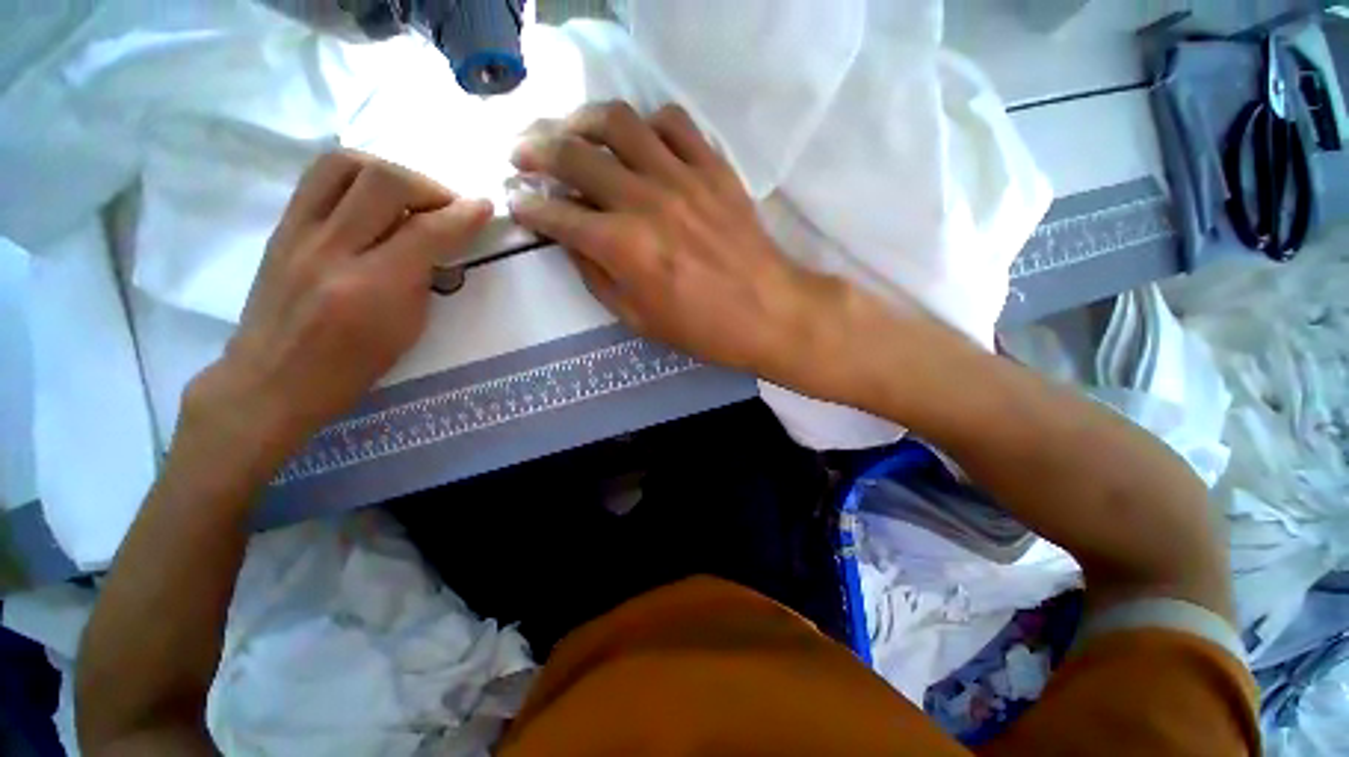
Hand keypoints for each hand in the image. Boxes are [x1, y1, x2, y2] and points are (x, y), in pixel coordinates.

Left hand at [186, 150, 491, 461]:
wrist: (272, 379)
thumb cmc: (351, 366)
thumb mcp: (407, 330)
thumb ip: (423, 278)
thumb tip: (442, 241)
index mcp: (372, 288)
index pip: (426, 232)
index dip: (463, 214)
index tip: (484, 207)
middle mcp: (331, 250)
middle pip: (384, 182)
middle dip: (428, 186)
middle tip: (446, 206)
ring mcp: (298, 233)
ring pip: (345, 164)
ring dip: (389, 171)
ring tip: (409, 195)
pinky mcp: (282, 227)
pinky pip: (320, 177)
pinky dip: (357, 176)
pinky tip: (373, 198)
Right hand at [507, 102, 848, 384]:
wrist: (768, 312)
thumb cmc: (702, 328)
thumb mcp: (638, 319)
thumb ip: (597, 278)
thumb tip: (572, 243)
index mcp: (622, 247)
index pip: (556, 213)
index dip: (528, 206)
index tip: (517, 202)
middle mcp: (644, 201)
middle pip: (574, 154)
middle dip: (534, 150)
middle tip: (521, 154)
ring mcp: (682, 177)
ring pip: (618, 122)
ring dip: (582, 120)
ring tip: (570, 131)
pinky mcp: (713, 167)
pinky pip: (674, 122)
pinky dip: (647, 124)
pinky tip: (641, 142)